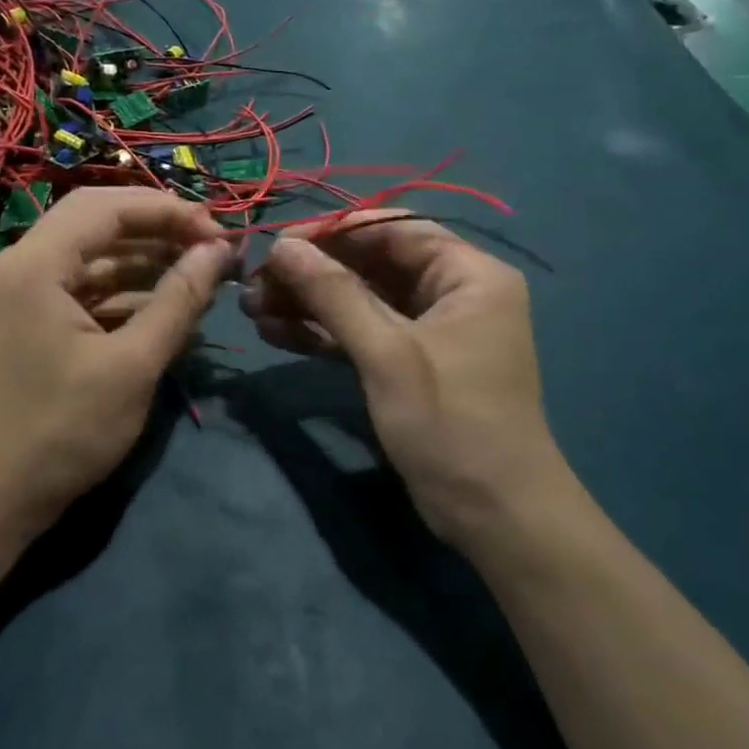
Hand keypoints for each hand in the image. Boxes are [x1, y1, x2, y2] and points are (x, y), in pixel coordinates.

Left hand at [0, 187, 231, 536]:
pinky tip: (164, 305)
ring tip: (198, 273)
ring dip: (143, 259)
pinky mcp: (28, 321)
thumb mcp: (133, 365)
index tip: (217, 231)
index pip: (107, 207)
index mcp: (34, 264)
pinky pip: (82, 288)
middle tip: (208, 243)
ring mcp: (20, 294)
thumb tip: (219, 251)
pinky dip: (122, 291)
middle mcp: (20, 265)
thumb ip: (179, 299)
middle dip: (156, 227)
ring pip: (91, 255)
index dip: (167, 211)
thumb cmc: (61, 432)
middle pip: (96, 221)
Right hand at [241, 215, 567, 547]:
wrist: (495, 518)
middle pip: (372, 263)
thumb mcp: (387, 352)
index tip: (279, 242)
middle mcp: (452, 292)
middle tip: (255, 282)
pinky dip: (323, 333)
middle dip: (313, 272)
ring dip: (310, 302)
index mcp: (468, 274)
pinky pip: (363, 333)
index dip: (333, 231)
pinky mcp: (411, 363)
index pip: (393, 230)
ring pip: (361, 299)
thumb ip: (334, 293)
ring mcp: (430, 330)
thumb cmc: (451, 422)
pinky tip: (275, 332)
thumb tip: (283, 246)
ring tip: (253, 308)